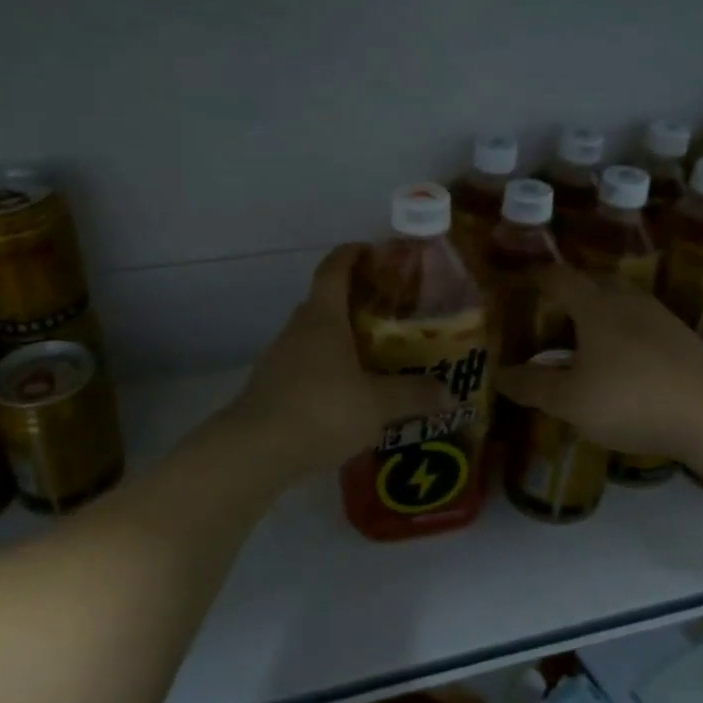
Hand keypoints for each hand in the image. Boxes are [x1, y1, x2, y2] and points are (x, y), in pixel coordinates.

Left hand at [225, 245, 446, 479]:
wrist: (255, 450)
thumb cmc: (321, 410)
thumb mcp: (378, 405)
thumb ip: (413, 395)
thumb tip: (447, 392)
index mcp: (323, 317)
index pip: (334, 268)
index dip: (353, 254)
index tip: (374, 251)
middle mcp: (298, 329)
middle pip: (326, 301)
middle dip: (356, 301)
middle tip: (391, 314)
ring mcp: (280, 358)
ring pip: (315, 336)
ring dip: (342, 339)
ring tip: (375, 357)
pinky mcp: (272, 387)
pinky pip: (306, 366)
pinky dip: (328, 370)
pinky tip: (348, 395)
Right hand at [496, 264, 702, 461]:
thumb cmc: (631, 401)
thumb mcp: (571, 401)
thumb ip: (534, 386)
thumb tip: (500, 375)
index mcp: (596, 308)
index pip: (560, 278)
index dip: (538, 278)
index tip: (523, 282)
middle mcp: (629, 302)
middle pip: (595, 282)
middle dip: (572, 292)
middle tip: (553, 312)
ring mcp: (663, 319)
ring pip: (623, 302)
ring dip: (601, 312)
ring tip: (586, 338)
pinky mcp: (685, 340)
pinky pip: (644, 324)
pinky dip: (625, 332)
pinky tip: (625, 361)